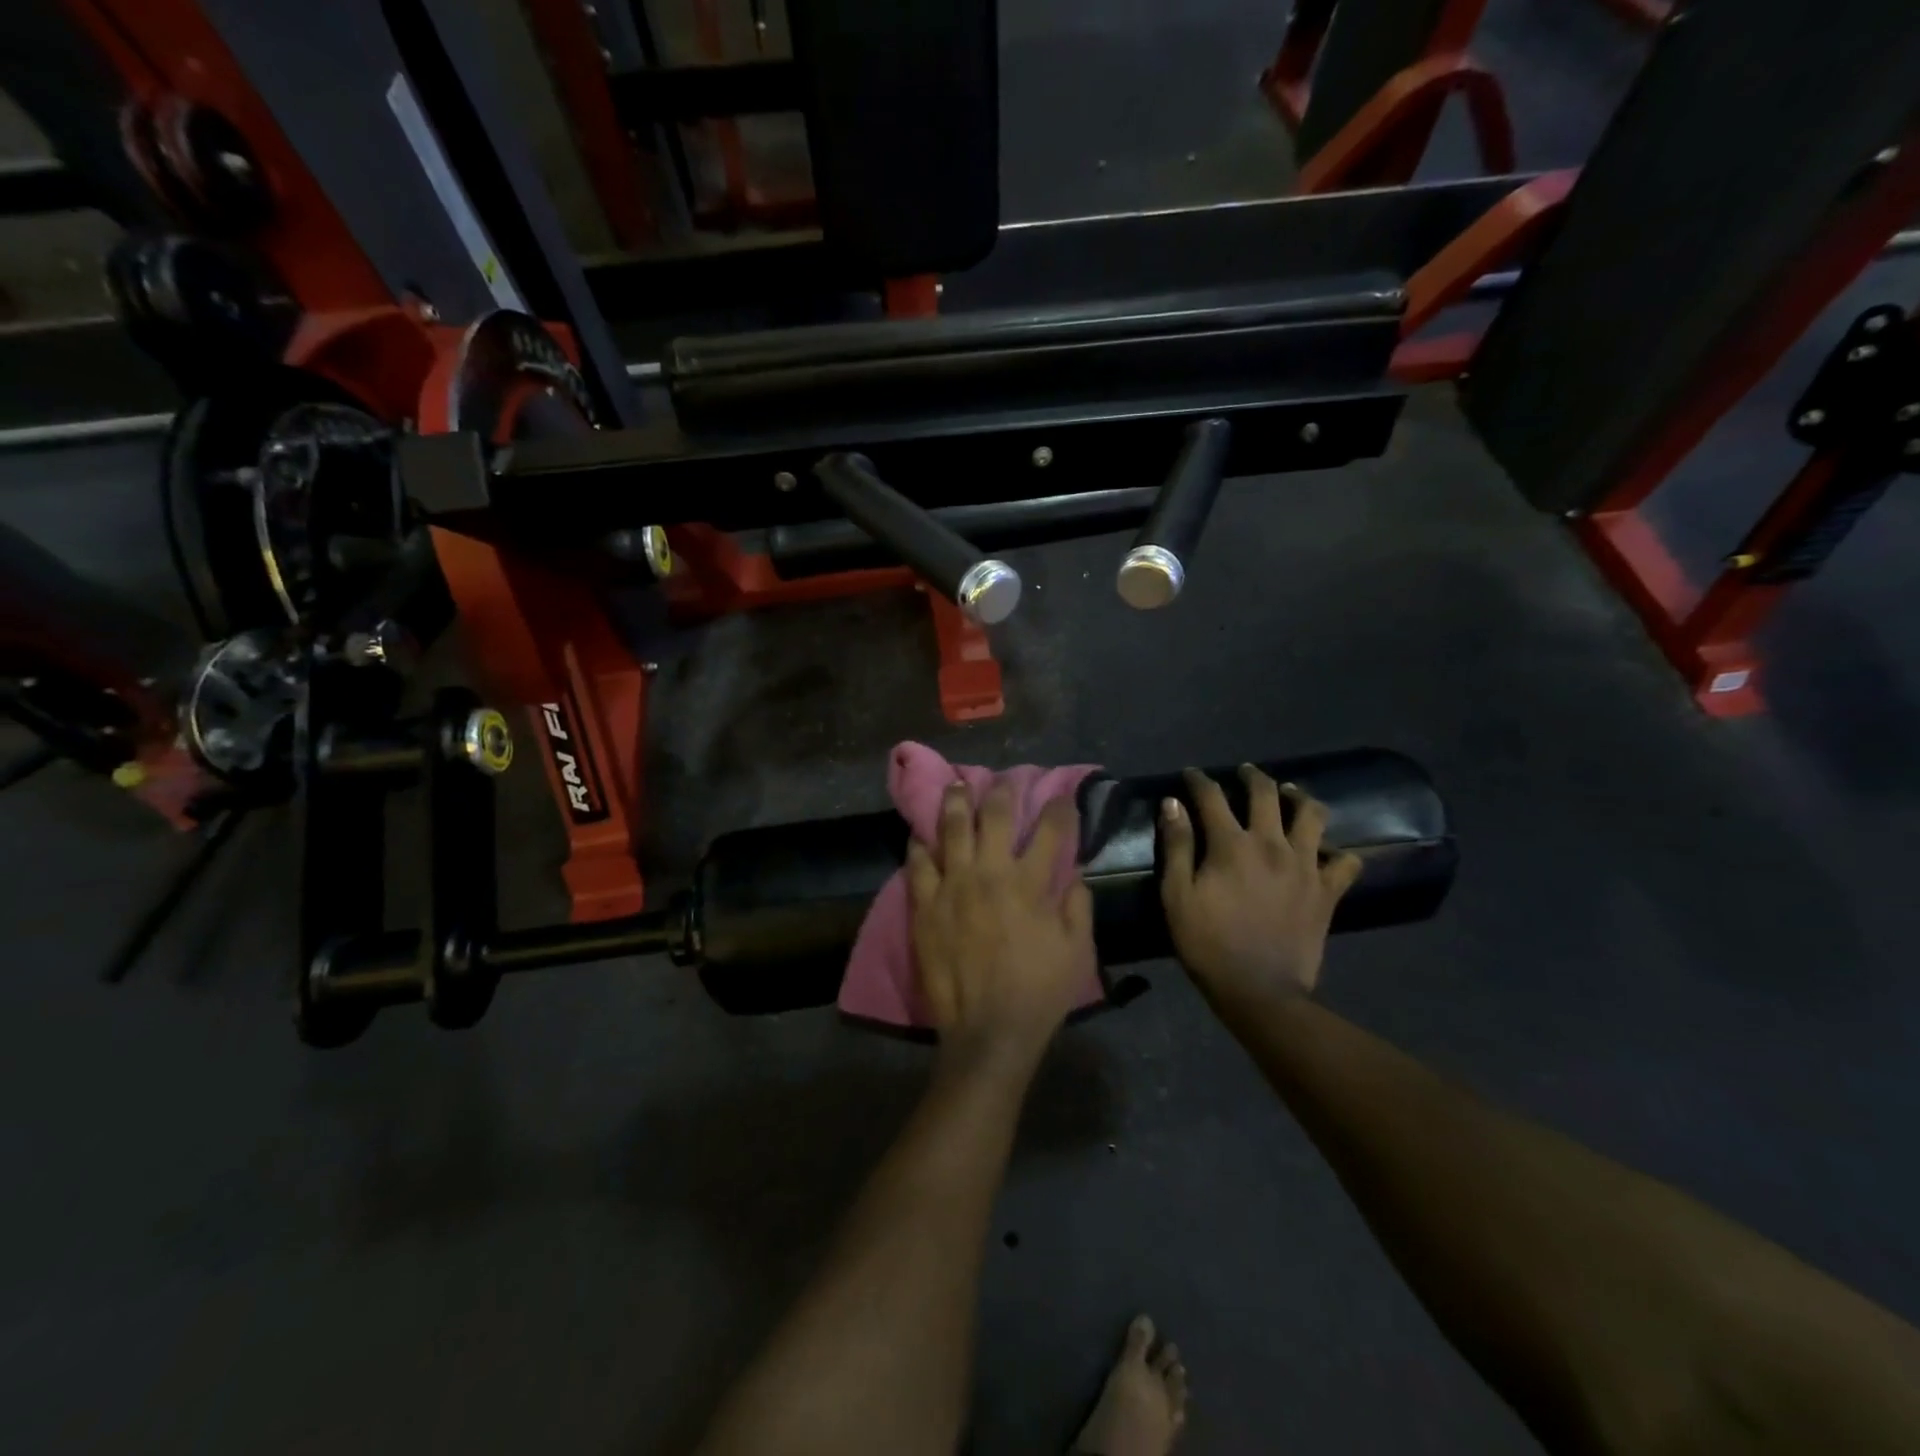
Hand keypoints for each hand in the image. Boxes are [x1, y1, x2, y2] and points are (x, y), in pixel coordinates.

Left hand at [907, 783, 1094, 1076]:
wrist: (989, 1030)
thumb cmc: (1039, 991)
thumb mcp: (1077, 949)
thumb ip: (1078, 905)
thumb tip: (1074, 873)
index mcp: (1030, 883)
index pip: (1050, 830)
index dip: (1059, 807)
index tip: (1062, 796)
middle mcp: (990, 873)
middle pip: (996, 816)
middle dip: (1003, 790)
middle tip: (1003, 780)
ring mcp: (953, 886)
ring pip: (952, 829)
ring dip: (956, 803)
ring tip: (956, 786)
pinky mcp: (925, 906)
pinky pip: (918, 865)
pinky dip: (920, 845)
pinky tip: (921, 834)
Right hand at [1160, 766, 1362, 1004]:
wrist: (1259, 992)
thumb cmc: (1208, 944)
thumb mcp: (1177, 896)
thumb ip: (1177, 846)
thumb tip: (1173, 803)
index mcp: (1231, 844)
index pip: (1212, 796)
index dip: (1199, 780)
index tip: (1191, 774)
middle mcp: (1272, 844)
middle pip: (1266, 793)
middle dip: (1252, 776)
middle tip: (1244, 773)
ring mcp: (1306, 866)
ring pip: (1313, 815)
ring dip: (1299, 797)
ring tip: (1289, 795)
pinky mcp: (1328, 891)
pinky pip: (1347, 861)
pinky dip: (1338, 852)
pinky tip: (1326, 852)